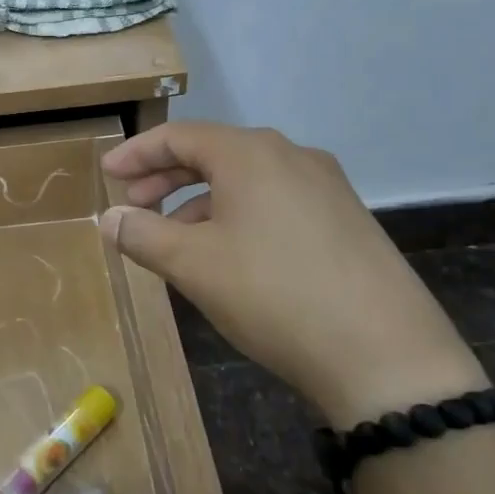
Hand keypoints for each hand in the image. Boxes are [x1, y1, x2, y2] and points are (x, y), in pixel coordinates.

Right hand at [100, 123, 485, 426]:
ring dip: (199, 200)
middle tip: (133, 204)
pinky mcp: (346, 220)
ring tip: (174, 237)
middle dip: (165, 176)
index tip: (107, 173)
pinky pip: (275, 201)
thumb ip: (142, 234)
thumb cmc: (273, 295)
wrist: (387, 357)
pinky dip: (237, 215)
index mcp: (250, 154)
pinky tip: (227, 254)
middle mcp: (291, 156)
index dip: (136, 153)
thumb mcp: (192, 265)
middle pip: (213, 153)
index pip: (178, 136)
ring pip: (245, 180)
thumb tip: (109, 219)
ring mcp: (326, 187)